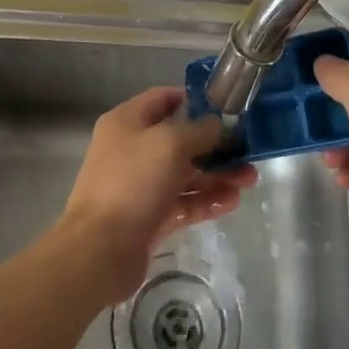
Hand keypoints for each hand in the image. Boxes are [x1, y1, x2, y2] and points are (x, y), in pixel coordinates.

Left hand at [59, 87, 258, 301]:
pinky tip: (232, 202)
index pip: (163, 99)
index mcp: (127, 121)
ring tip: (249, 180)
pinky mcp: (149, 217)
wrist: (99, 250)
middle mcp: (132, 148)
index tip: (226, 108)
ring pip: (184, 173)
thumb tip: (218, 125)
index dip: (194, 100)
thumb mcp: (170, 144)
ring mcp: (140, 184)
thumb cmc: (132, 182)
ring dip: (216, 175)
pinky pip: (182, 202)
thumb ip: (199, 130)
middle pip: (179, 139)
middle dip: (214, 145)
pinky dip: (205, 200)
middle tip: (247, 151)